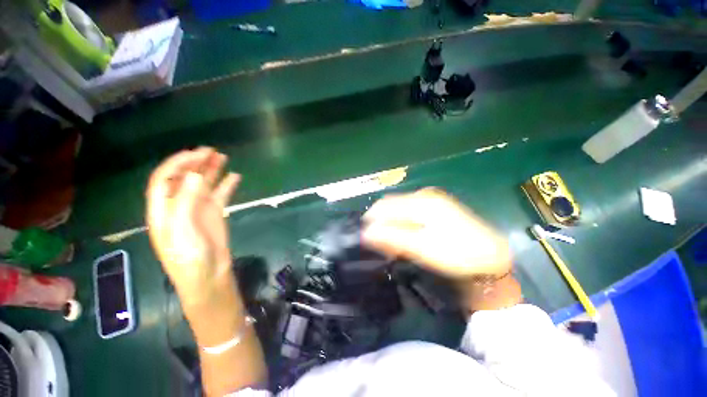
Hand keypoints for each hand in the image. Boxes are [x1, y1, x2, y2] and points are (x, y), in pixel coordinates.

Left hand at [146, 148, 240, 307]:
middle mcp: (179, 205)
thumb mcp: (181, 229)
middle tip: (211, 151)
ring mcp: (198, 209)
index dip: (177, 164)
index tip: (195, 154)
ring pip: (203, 184)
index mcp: (163, 209)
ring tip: (222, 157)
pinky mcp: (215, 214)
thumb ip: (186, 201)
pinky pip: (221, 195)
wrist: (208, 275)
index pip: (164, 179)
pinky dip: (227, 185)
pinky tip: (235, 176)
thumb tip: (195, 175)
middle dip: (195, 163)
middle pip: (184, 178)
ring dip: (211, 170)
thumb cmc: (188, 256)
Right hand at [362, 188, 511, 278]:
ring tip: (391, 244)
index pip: (384, 206)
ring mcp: (430, 200)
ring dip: (391, 224)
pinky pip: (408, 212)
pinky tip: (404, 237)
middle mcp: (423, 195)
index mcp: (420, 202)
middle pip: (390, 205)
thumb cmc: (458, 254)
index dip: (372, 221)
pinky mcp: (434, 208)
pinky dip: (401, 224)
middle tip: (380, 244)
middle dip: (381, 223)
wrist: (492, 257)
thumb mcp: (423, 248)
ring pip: (398, 209)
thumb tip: (366, 233)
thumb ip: (393, 238)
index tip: (367, 240)